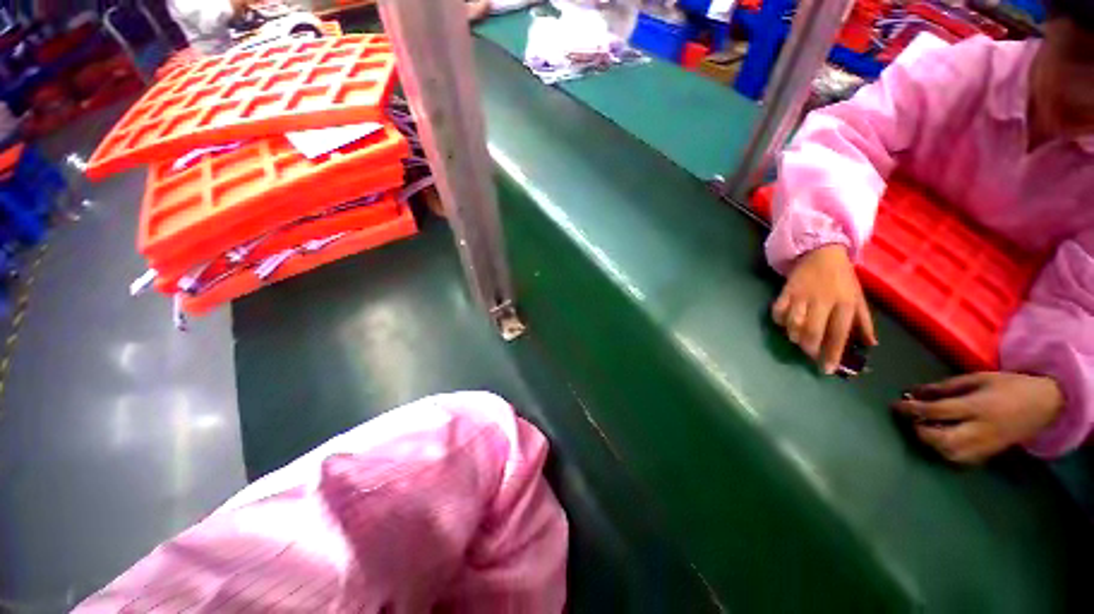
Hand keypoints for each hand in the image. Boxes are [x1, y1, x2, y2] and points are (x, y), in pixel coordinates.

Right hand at [772, 244, 876, 373]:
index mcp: (844, 304)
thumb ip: (864, 321)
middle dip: (809, 347)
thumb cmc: (842, 278)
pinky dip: (779, 320)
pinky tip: (783, 323)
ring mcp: (802, 296)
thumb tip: (871, 345)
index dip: (832, 353)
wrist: (822, 252)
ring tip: (797, 339)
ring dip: (793, 335)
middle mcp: (823, 301)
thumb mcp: (858, 297)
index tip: (826, 370)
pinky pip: (778, 310)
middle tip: (809, 354)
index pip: (839, 334)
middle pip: (813, 331)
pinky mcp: (786, 291)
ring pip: (793, 323)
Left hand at [892, 372, 1064, 463]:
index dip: (912, 409)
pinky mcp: (990, 456)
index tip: (894, 405)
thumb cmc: (1008, 386)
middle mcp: (981, 431)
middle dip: (920, 431)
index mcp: (977, 408)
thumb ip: (945, 387)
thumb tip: (914, 392)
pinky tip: (940, 439)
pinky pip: (961, 460)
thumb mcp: (976, 378)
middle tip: (910, 418)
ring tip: (924, 427)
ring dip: (930, 443)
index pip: (937, 412)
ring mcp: (986, 446)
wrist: (1045, 404)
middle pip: (941, 440)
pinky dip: (944, 452)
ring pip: (949, 454)